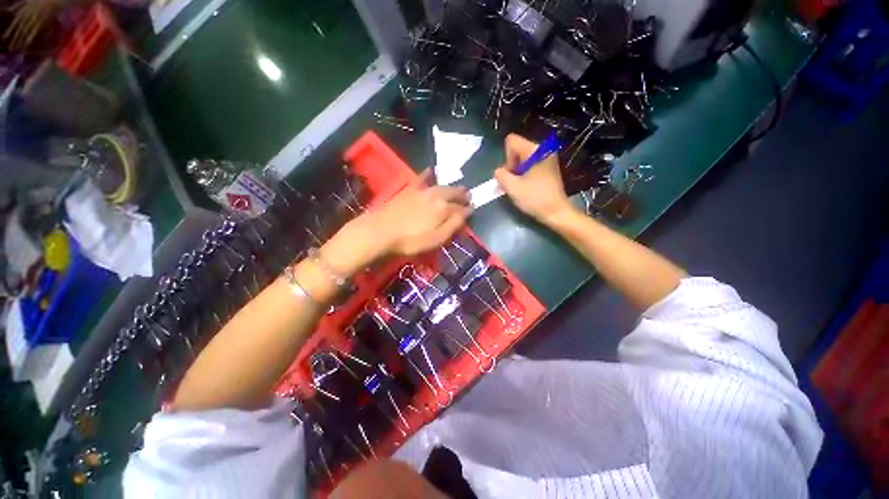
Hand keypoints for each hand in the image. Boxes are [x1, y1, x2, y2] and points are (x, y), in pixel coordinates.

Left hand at [326, 172, 470, 273]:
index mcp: (443, 209)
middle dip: (463, 195)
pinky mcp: (409, 189)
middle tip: (469, 196)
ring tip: (459, 187)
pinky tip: (432, 170)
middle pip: (453, 193)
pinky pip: (422, 178)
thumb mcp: (436, 239)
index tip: (473, 209)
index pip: (461, 208)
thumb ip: (453, 225)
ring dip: (452, 187)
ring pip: (442, 186)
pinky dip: (428, 174)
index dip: (468, 210)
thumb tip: (467, 213)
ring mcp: (422, 191)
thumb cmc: (410, 240)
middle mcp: (435, 196)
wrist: (381, 231)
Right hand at [494, 134, 574, 225]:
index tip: (513, 174)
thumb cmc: (535, 199)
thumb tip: (498, 171)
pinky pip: (530, 163)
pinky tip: (527, 186)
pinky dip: (525, 173)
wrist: (556, 212)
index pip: (511, 141)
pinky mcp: (549, 167)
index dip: (507, 158)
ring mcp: (548, 157)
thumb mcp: (512, 187)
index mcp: (536, 150)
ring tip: (521, 186)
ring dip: (517, 171)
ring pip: (522, 158)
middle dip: (512, 165)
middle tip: (515, 182)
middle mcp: (543, 149)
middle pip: (517, 149)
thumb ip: (500, 175)